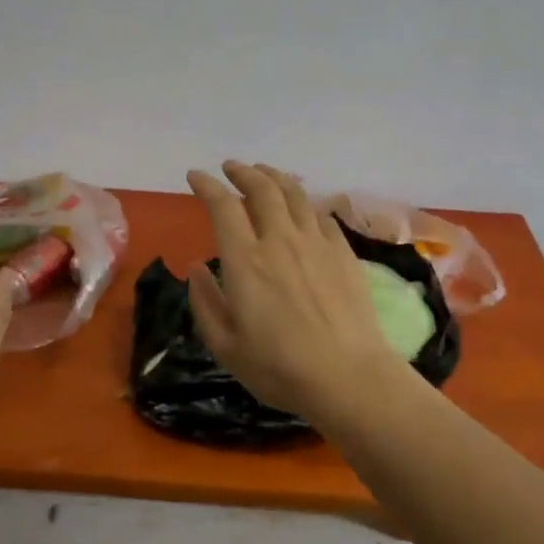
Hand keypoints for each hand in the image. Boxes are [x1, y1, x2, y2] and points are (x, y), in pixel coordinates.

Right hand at [185, 161, 411, 420]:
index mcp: (245, 261)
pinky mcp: (343, 253)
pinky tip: (303, 207)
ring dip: (275, 177)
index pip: (223, 206)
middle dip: (242, 171)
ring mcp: (316, 243)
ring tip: (264, 172)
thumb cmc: (279, 368)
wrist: (348, 376)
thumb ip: (206, 303)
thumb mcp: (226, 346)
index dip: (207, 185)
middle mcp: (280, 240)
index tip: (195, 176)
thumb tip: (197, 268)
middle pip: (262, 189)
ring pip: (295, 193)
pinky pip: (321, 215)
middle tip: (231, 167)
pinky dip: (305, 203)